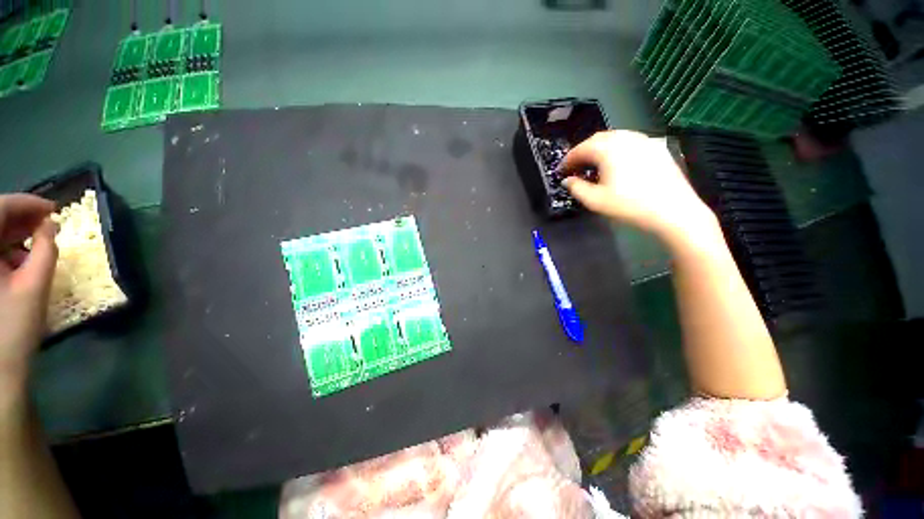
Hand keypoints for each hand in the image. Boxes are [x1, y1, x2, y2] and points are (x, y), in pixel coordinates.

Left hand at [0, 194, 56, 392]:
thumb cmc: (14, 328)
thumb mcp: (34, 288)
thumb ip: (45, 251)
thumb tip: (51, 224)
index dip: (26, 203)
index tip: (53, 208)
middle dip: (21, 216)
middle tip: (48, 222)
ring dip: (14, 232)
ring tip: (37, 240)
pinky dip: (6, 248)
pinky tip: (21, 258)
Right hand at [562, 130, 715, 242]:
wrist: (673, 211)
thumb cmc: (630, 206)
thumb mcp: (595, 201)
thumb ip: (576, 188)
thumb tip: (566, 180)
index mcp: (608, 149)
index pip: (581, 149)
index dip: (568, 159)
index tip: (561, 170)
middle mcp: (626, 138)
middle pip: (597, 139)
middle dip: (583, 151)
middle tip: (575, 166)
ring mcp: (644, 141)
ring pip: (615, 138)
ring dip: (599, 148)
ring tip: (593, 164)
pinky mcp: (656, 147)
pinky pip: (630, 141)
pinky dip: (617, 149)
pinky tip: (617, 162)